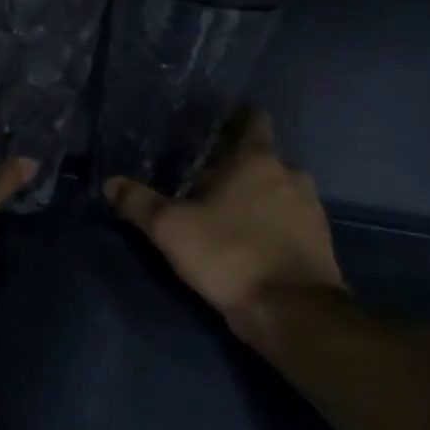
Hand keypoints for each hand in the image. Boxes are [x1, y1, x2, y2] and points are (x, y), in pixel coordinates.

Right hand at [105, 111, 344, 314]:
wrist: (289, 308)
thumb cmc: (228, 253)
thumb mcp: (170, 228)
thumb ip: (139, 202)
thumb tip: (111, 182)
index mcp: (257, 160)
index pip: (253, 121)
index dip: (234, 121)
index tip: (212, 131)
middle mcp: (290, 175)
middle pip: (260, 161)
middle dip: (234, 169)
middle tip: (201, 184)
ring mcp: (310, 208)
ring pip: (276, 192)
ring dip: (253, 200)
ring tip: (223, 217)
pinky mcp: (318, 241)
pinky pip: (287, 221)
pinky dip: (269, 226)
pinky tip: (246, 244)